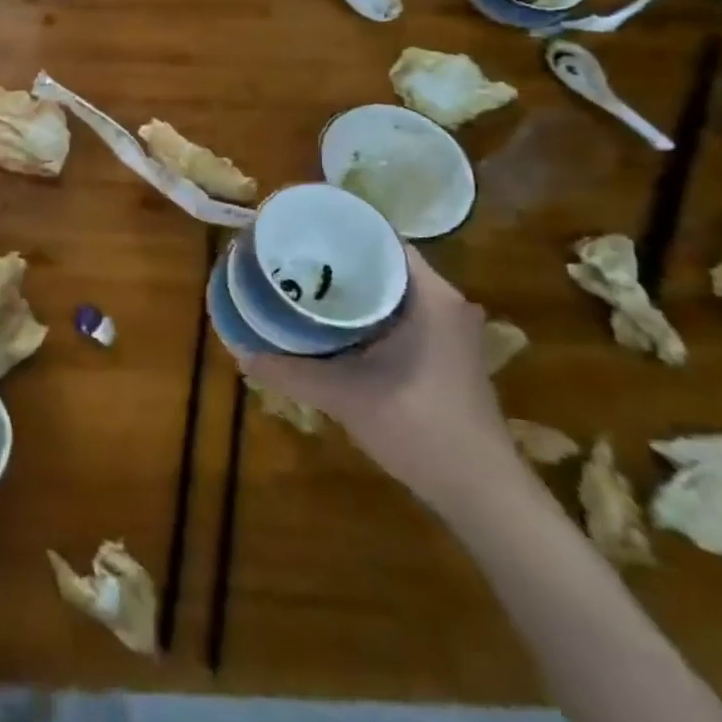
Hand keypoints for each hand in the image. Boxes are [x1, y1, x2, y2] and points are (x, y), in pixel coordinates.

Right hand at [235, 245, 518, 510]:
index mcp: (431, 297)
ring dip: (351, 289)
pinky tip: (330, 324)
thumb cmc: (419, 428)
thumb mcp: (344, 396)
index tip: (300, 230)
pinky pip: (398, 314)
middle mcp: (445, 303)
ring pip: (390, 291)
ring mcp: (448, 329)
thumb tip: (240, 352)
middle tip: (291, 257)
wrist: (481, 492)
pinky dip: (365, 313)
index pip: (383, 239)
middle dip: (338, 260)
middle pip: (384, 263)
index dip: (340, 231)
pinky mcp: (444, 352)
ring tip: (302, 283)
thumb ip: (290, 372)